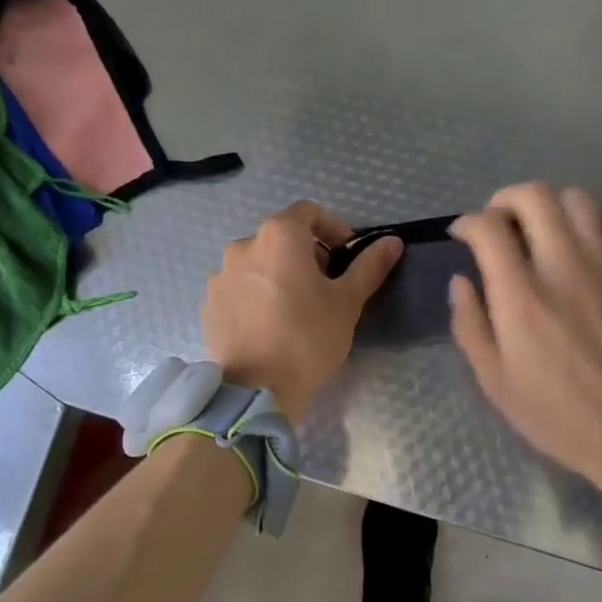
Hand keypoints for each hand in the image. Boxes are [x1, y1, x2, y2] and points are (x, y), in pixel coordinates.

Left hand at [202, 201, 402, 419]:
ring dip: (277, 274)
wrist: (256, 389)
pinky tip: (268, 324)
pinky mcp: (208, 304)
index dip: (332, 228)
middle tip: (324, 286)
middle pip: (280, 237)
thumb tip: (392, 241)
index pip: (308, 212)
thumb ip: (369, 266)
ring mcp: (220, 276)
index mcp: (278, 236)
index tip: (345, 256)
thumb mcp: (347, 301)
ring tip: (294, 308)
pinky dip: (254, 295)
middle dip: (305, 254)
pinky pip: (237, 288)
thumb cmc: (308, 337)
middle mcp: (243, 245)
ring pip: (257, 263)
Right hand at [450, 184, 601, 498]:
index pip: (488, 228)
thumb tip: (462, 280)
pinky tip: (584, 241)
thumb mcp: (493, 379)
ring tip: (540, 227)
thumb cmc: (553, 413)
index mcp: (521, 298)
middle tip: (499, 221)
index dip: (467, 222)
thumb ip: (469, 323)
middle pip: (534, 196)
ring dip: (550, 204)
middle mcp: (562, 269)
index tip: (462, 235)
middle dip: (506, 199)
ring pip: (577, 199)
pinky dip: (594, 220)